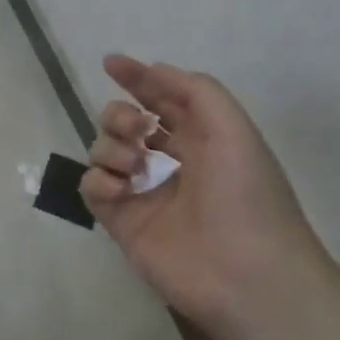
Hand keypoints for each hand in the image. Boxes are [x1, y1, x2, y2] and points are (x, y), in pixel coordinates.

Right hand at [80, 54, 329, 327]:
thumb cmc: (246, 195)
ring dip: (111, 146)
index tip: (111, 63)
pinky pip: (92, 186)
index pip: (161, 99)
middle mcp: (168, 162)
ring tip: (135, 167)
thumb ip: (193, 89)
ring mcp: (142, 193)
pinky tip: (120, 189)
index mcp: (201, 139)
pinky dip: (99, 180)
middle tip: (135, 128)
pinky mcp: (121, 222)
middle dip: (119, 115)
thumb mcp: (233, 128)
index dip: (137, 78)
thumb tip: (151, 70)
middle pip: (123, 122)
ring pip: (103, 150)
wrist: (246, 275)